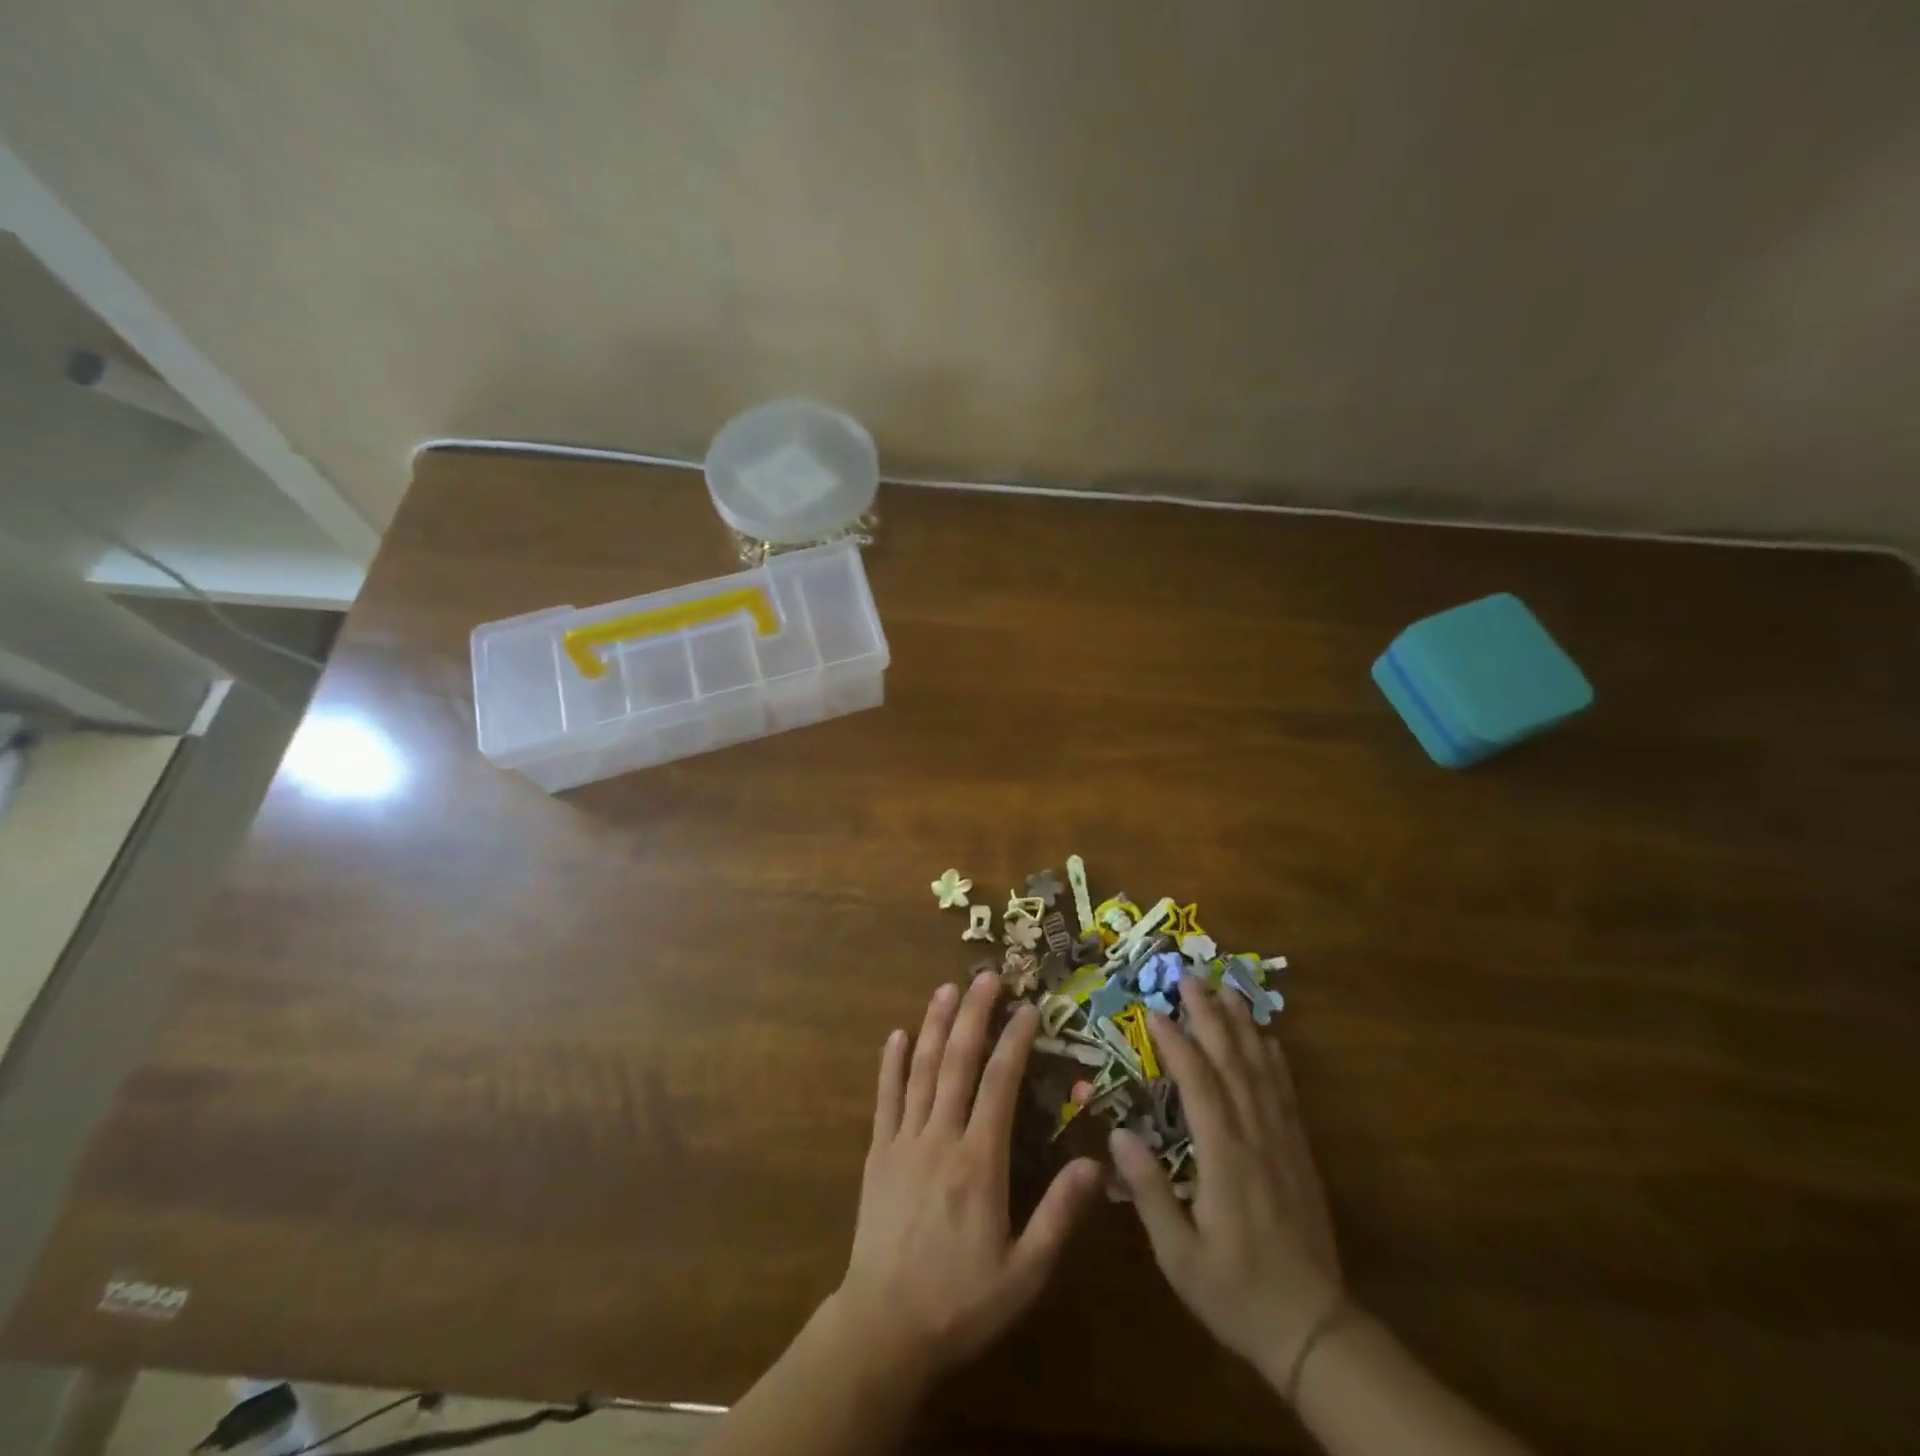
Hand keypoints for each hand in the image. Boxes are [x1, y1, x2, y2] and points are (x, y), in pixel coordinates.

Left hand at [832, 972, 1103, 1382]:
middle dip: (974, 1014)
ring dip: (936, 1025)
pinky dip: (891, 1064)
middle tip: (987, 975)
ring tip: (947, 988)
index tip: (1028, 1008)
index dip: (1015, 1040)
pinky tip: (897, 1035)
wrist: (883, 1330)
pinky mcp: (877, 1154)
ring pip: (922, 1069)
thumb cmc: (960, 1302)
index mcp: (980, 1161)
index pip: (1000, 1083)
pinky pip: (885, 1098)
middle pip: (959, 1061)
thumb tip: (1096, 1163)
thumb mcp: (1024, 1273)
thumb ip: (1059, 1216)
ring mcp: (904, 1141)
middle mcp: (941, 1137)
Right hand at [1111, 983, 1344, 1392]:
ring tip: (1227, 989)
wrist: (1314, 1330)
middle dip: (1210, 1015)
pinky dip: (1275, 1059)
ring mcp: (1282, 1142)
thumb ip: (1149, 1191)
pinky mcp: (1298, 1153)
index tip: (1155, 1010)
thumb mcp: (1179, 1255)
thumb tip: (1117, 1133)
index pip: (1198, 1084)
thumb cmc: (1236, 1292)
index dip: (1176, 1043)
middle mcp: (1256, 1137)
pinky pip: (1285, 1093)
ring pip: (1261, 1070)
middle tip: (1189, 977)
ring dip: (1243, 1026)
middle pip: (1232, 1062)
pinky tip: (1267, 1039)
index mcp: (1225, 1157)